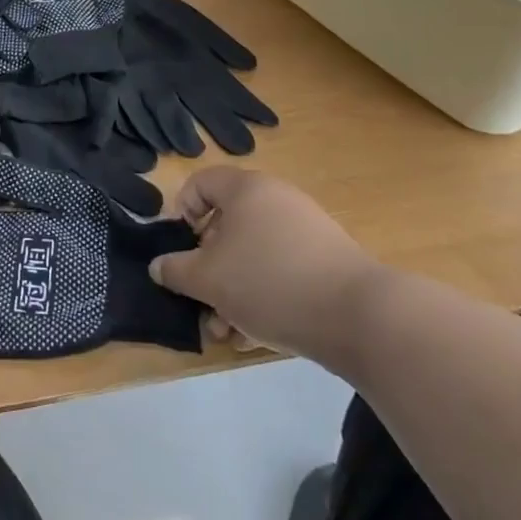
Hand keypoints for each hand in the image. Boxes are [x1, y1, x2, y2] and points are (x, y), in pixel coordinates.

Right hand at [148, 167, 384, 369]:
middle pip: (226, 224)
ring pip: (253, 254)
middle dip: (208, 268)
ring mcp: (305, 229)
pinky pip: (281, 271)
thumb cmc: (270, 282)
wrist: (361, 316)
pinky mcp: (327, 261)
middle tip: (201, 302)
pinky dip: (264, 296)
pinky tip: (256, 337)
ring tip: (227, 332)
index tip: (178, 250)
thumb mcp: (209, 279)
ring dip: (232, 290)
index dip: (180, 212)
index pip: (200, 183)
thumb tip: (159, 265)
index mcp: (246, 189)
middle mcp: (276, 199)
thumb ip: (176, 270)